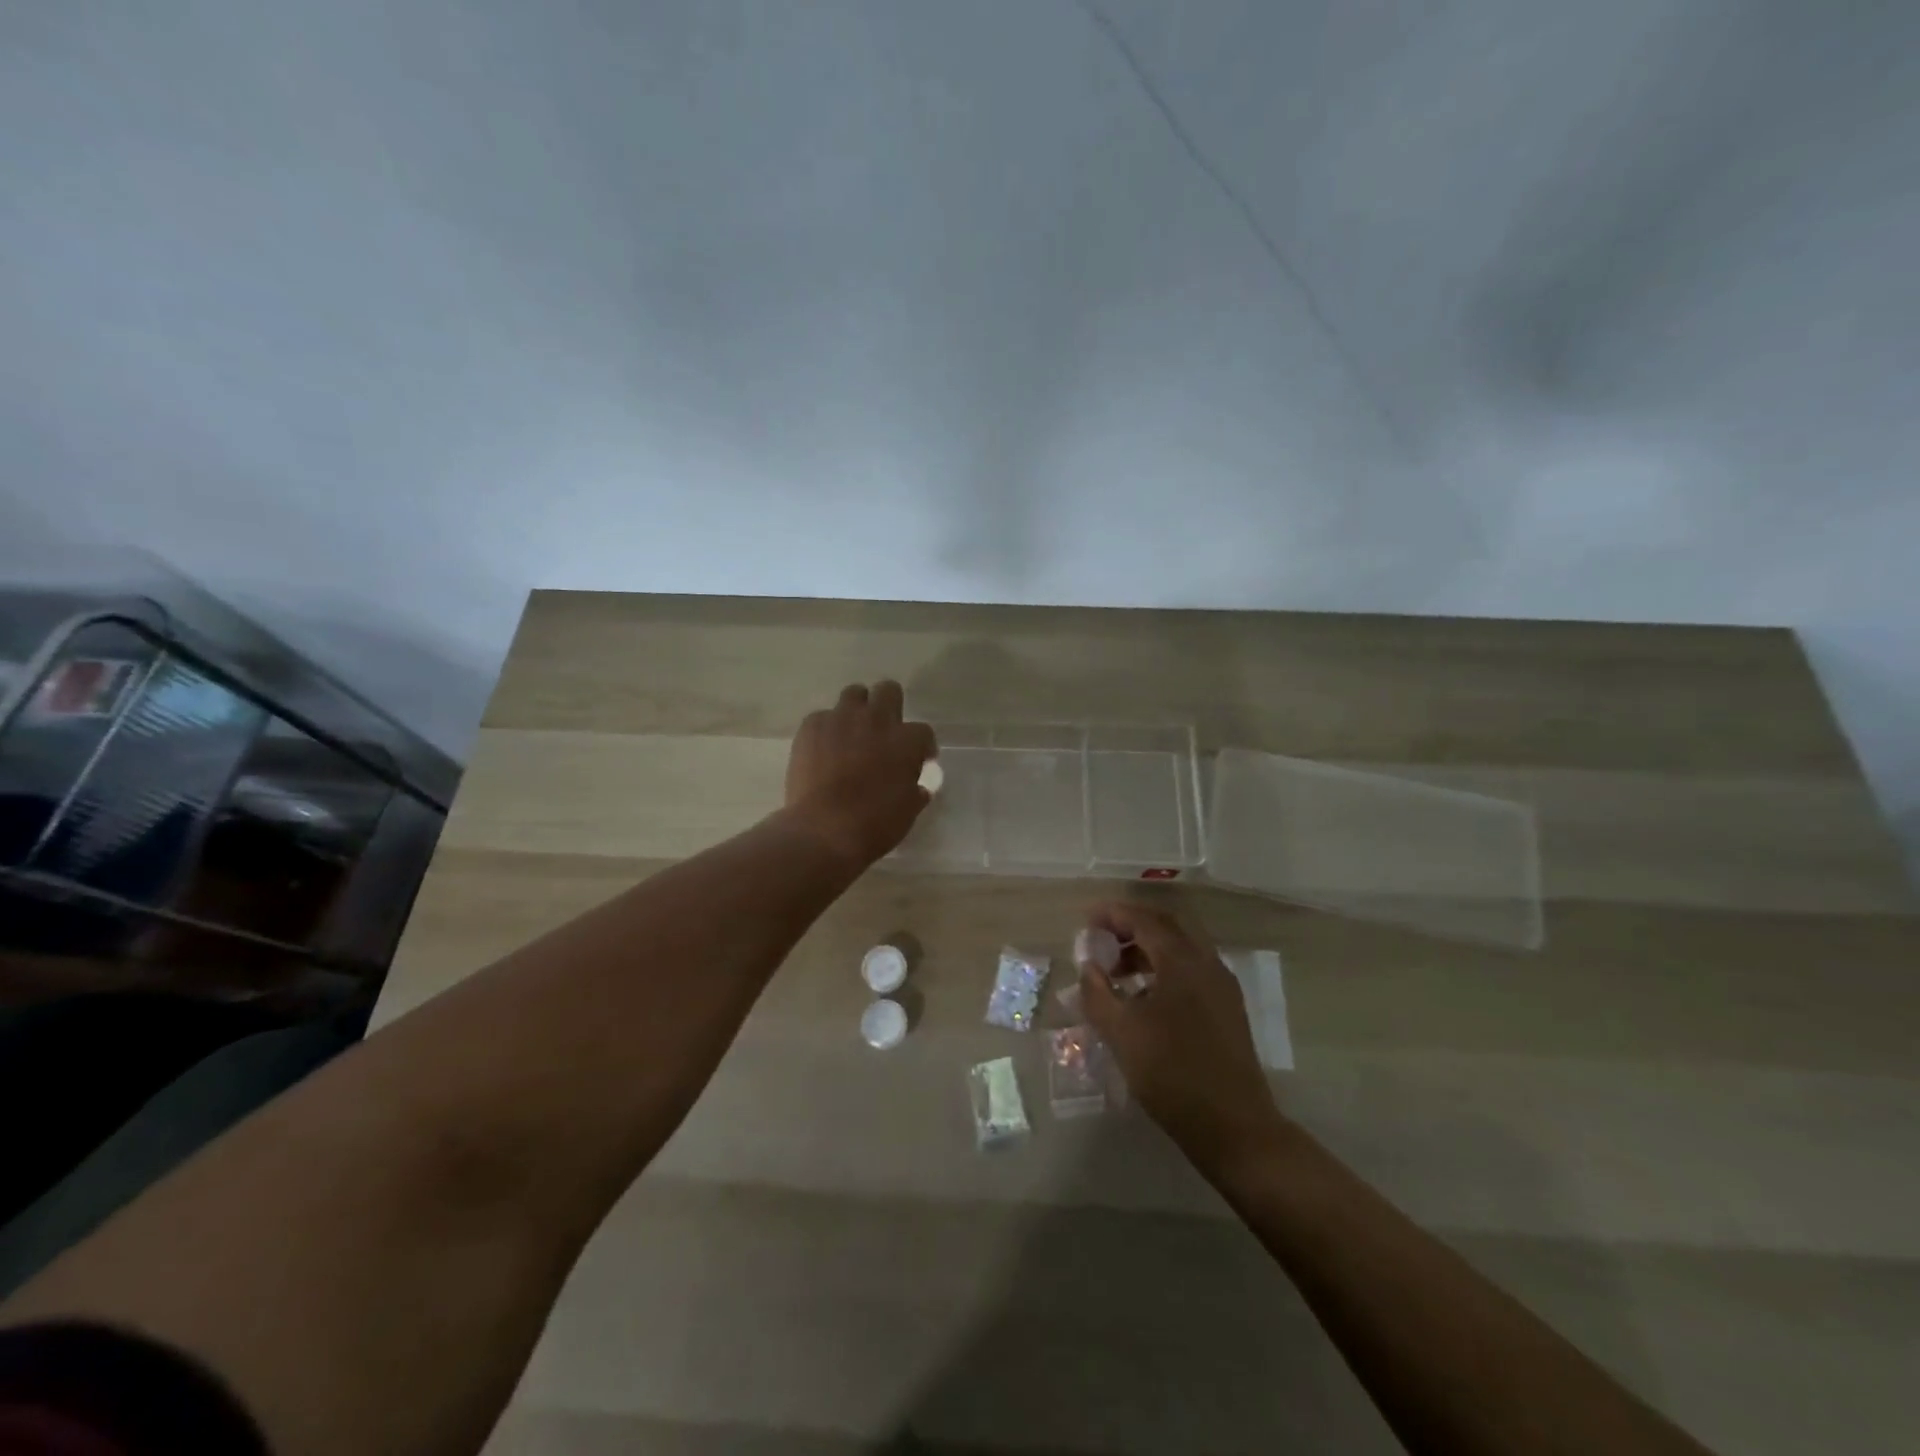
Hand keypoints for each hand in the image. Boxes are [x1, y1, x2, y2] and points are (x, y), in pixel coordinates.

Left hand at [783, 681, 936, 868]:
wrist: (824, 830)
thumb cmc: (874, 824)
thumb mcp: (908, 811)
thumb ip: (915, 791)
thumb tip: (918, 787)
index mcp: (906, 741)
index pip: (923, 732)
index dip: (922, 746)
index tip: (918, 760)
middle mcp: (876, 720)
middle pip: (889, 691)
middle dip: (890, 706)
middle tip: (884, 731)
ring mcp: (841, 719)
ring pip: (854, 694)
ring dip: (857, 710)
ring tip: (852, 733)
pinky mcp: (812, 726)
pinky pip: (822, 717)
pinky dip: (826, 730)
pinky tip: (823, 750)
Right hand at [1077, 902, 1284, 1170]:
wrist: (1234, 1127)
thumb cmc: (1172, 1073)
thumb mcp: (1121, 1033)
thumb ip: (1097, 993)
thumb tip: (1088, 966)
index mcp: (1182, 961)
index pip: (1144, 920)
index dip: (1114, 914)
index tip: (1088, 918)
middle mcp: (1207, 963)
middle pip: (1168, 927)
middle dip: (1133, 926)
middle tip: (1103, 938)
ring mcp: (1222, 987)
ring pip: (1182, 949)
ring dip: (1149, 949)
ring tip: (1118, 971)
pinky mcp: (1228, 1010)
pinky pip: (1193, 971)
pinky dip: (1165, 969)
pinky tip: (1146, 998)